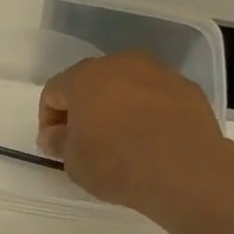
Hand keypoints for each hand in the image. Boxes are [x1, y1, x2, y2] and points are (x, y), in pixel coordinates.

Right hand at [38, 52, 233, 221]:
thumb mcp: (72, 161)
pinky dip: (145, 113)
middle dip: (83, 110)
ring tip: (119, 142)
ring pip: (125, 86)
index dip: (47, 120)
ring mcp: (158, 72)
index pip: (53, 91)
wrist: (184, 170)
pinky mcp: (186, 87)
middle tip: (84, 142)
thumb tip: (55, 134)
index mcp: (85, 78)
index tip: (55, 146)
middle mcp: (121, 64)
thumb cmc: (115, 163)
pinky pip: (154, 97)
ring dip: (115, 109)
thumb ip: (58, 141)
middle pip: (90, 83)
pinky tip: (148, 141)